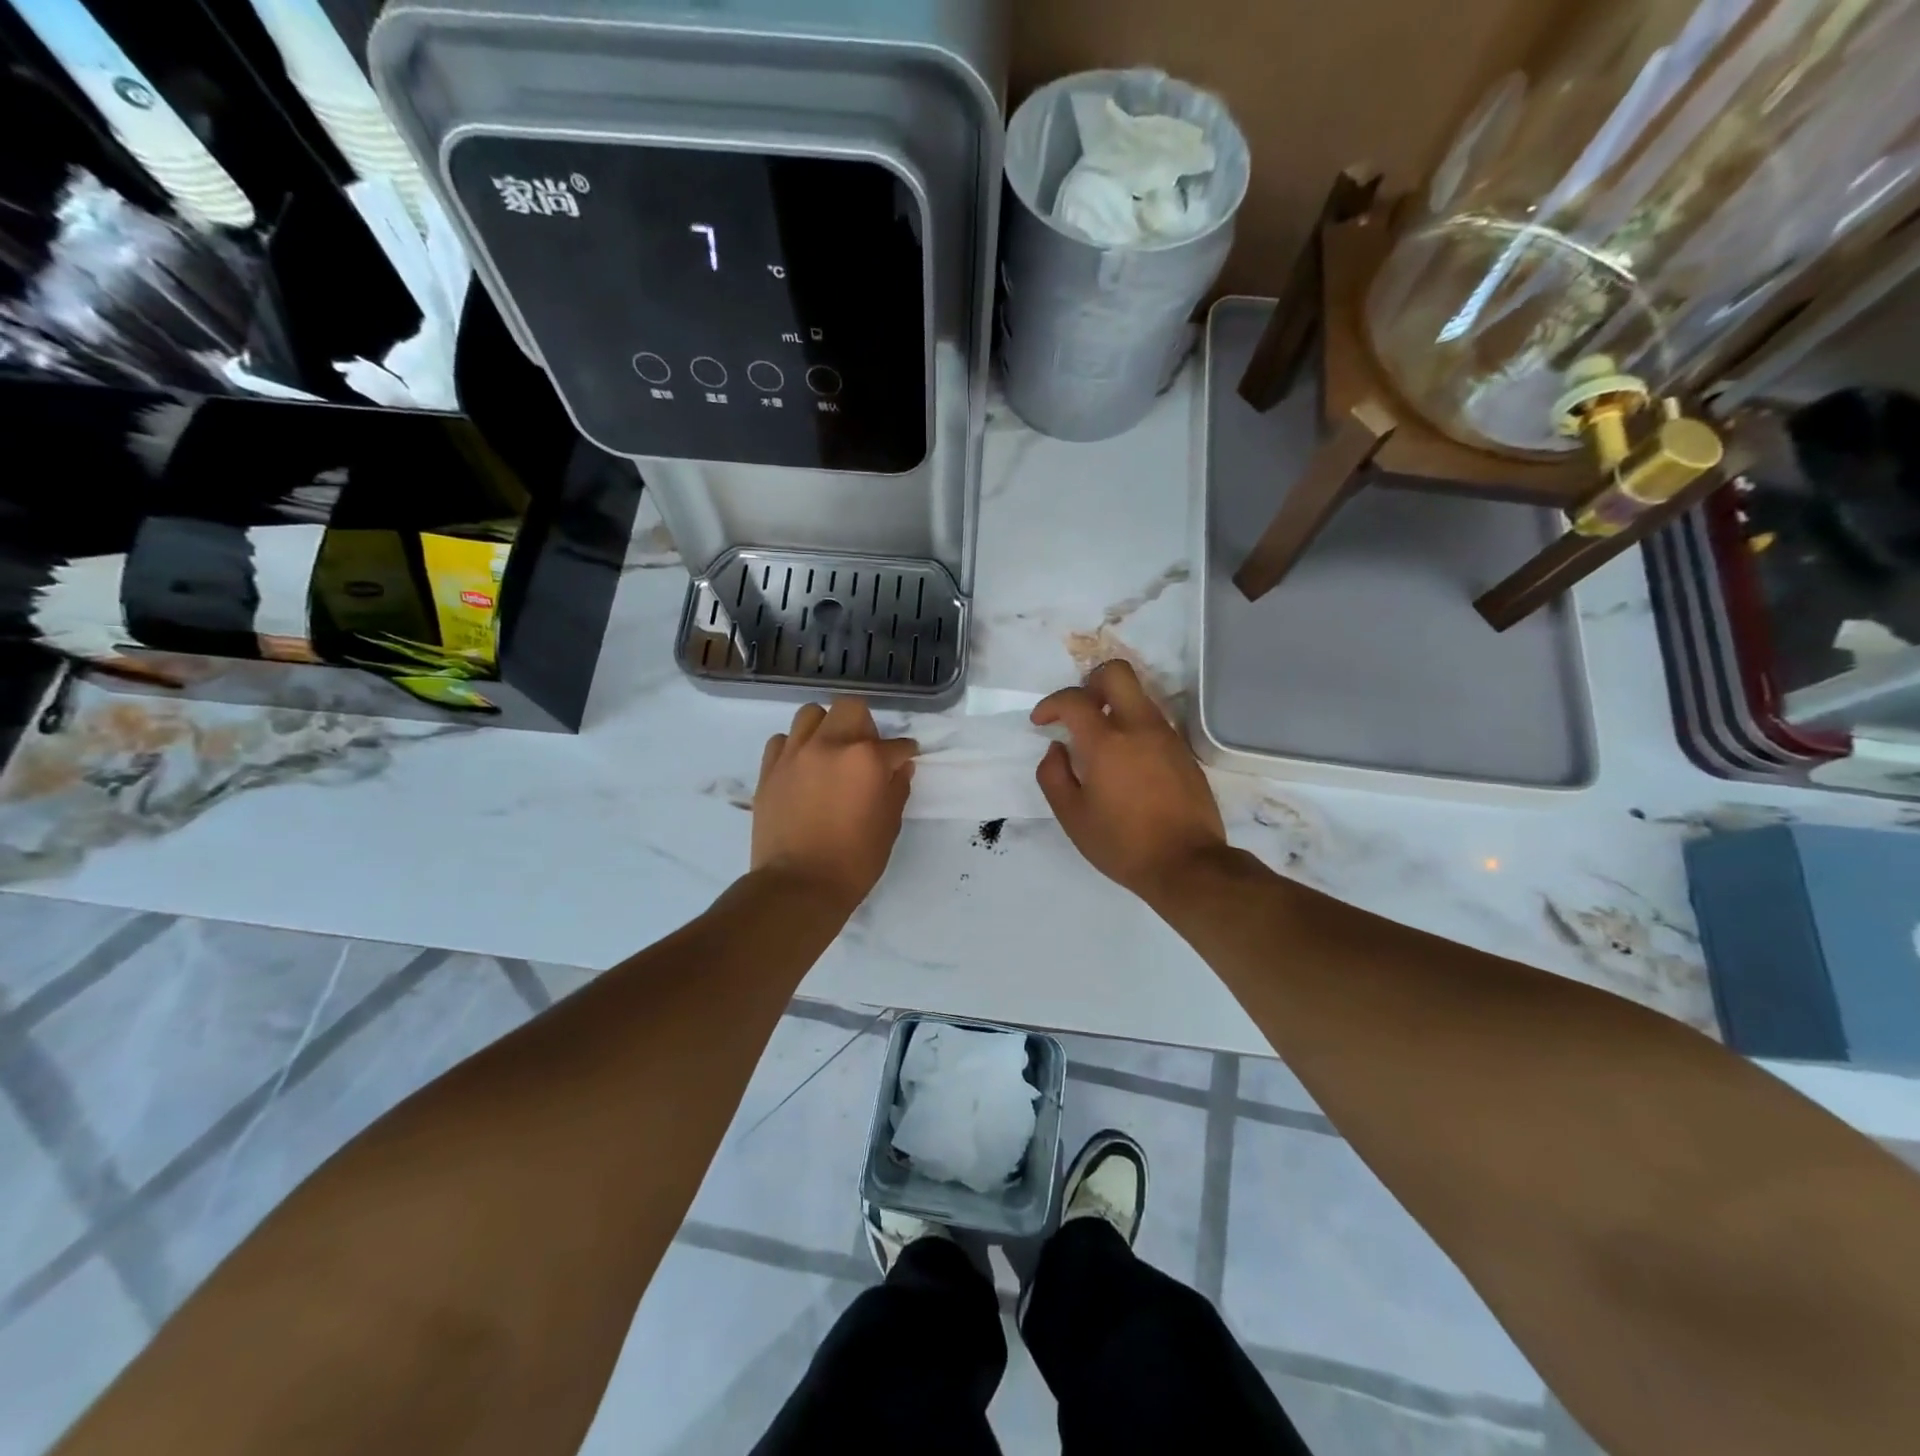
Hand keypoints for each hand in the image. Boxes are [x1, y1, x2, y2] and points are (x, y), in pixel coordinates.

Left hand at [752, 699, 917, 911]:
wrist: (798, 885)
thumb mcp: (888, 826)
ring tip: (830, 752)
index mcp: (866, 759)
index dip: (904, 753)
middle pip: (851, 708)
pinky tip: (803, 767)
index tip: (905, 760)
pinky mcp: (769, 769)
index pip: (896, 744)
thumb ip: (896, 789)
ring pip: (811, 714)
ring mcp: (795, 754)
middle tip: (865, 751)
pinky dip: (795, 747)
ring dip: (826, 727)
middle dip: (865, 725)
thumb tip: (900, 767)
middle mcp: (830, 745)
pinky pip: (783, 740)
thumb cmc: (853, 861)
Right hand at [1032, 660, 1226, 904]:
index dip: (1051, 704)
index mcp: (1107, 742)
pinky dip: (1133, 728)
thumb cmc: (1122, 844)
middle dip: (1090, 683)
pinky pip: (1153, 722)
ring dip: (1113, 707)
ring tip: (1099, 743)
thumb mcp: (1072, 816)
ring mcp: (1167, 737)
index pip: (1074, 699)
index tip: (1042, 722)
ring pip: (1138, 696)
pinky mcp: (1183, 752)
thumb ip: (1053, 775)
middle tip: (1078, 714)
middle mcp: (1140, 727)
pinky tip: (1125, 764)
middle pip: (1116, 673)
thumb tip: (1057, 749)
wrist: (1187, 864)